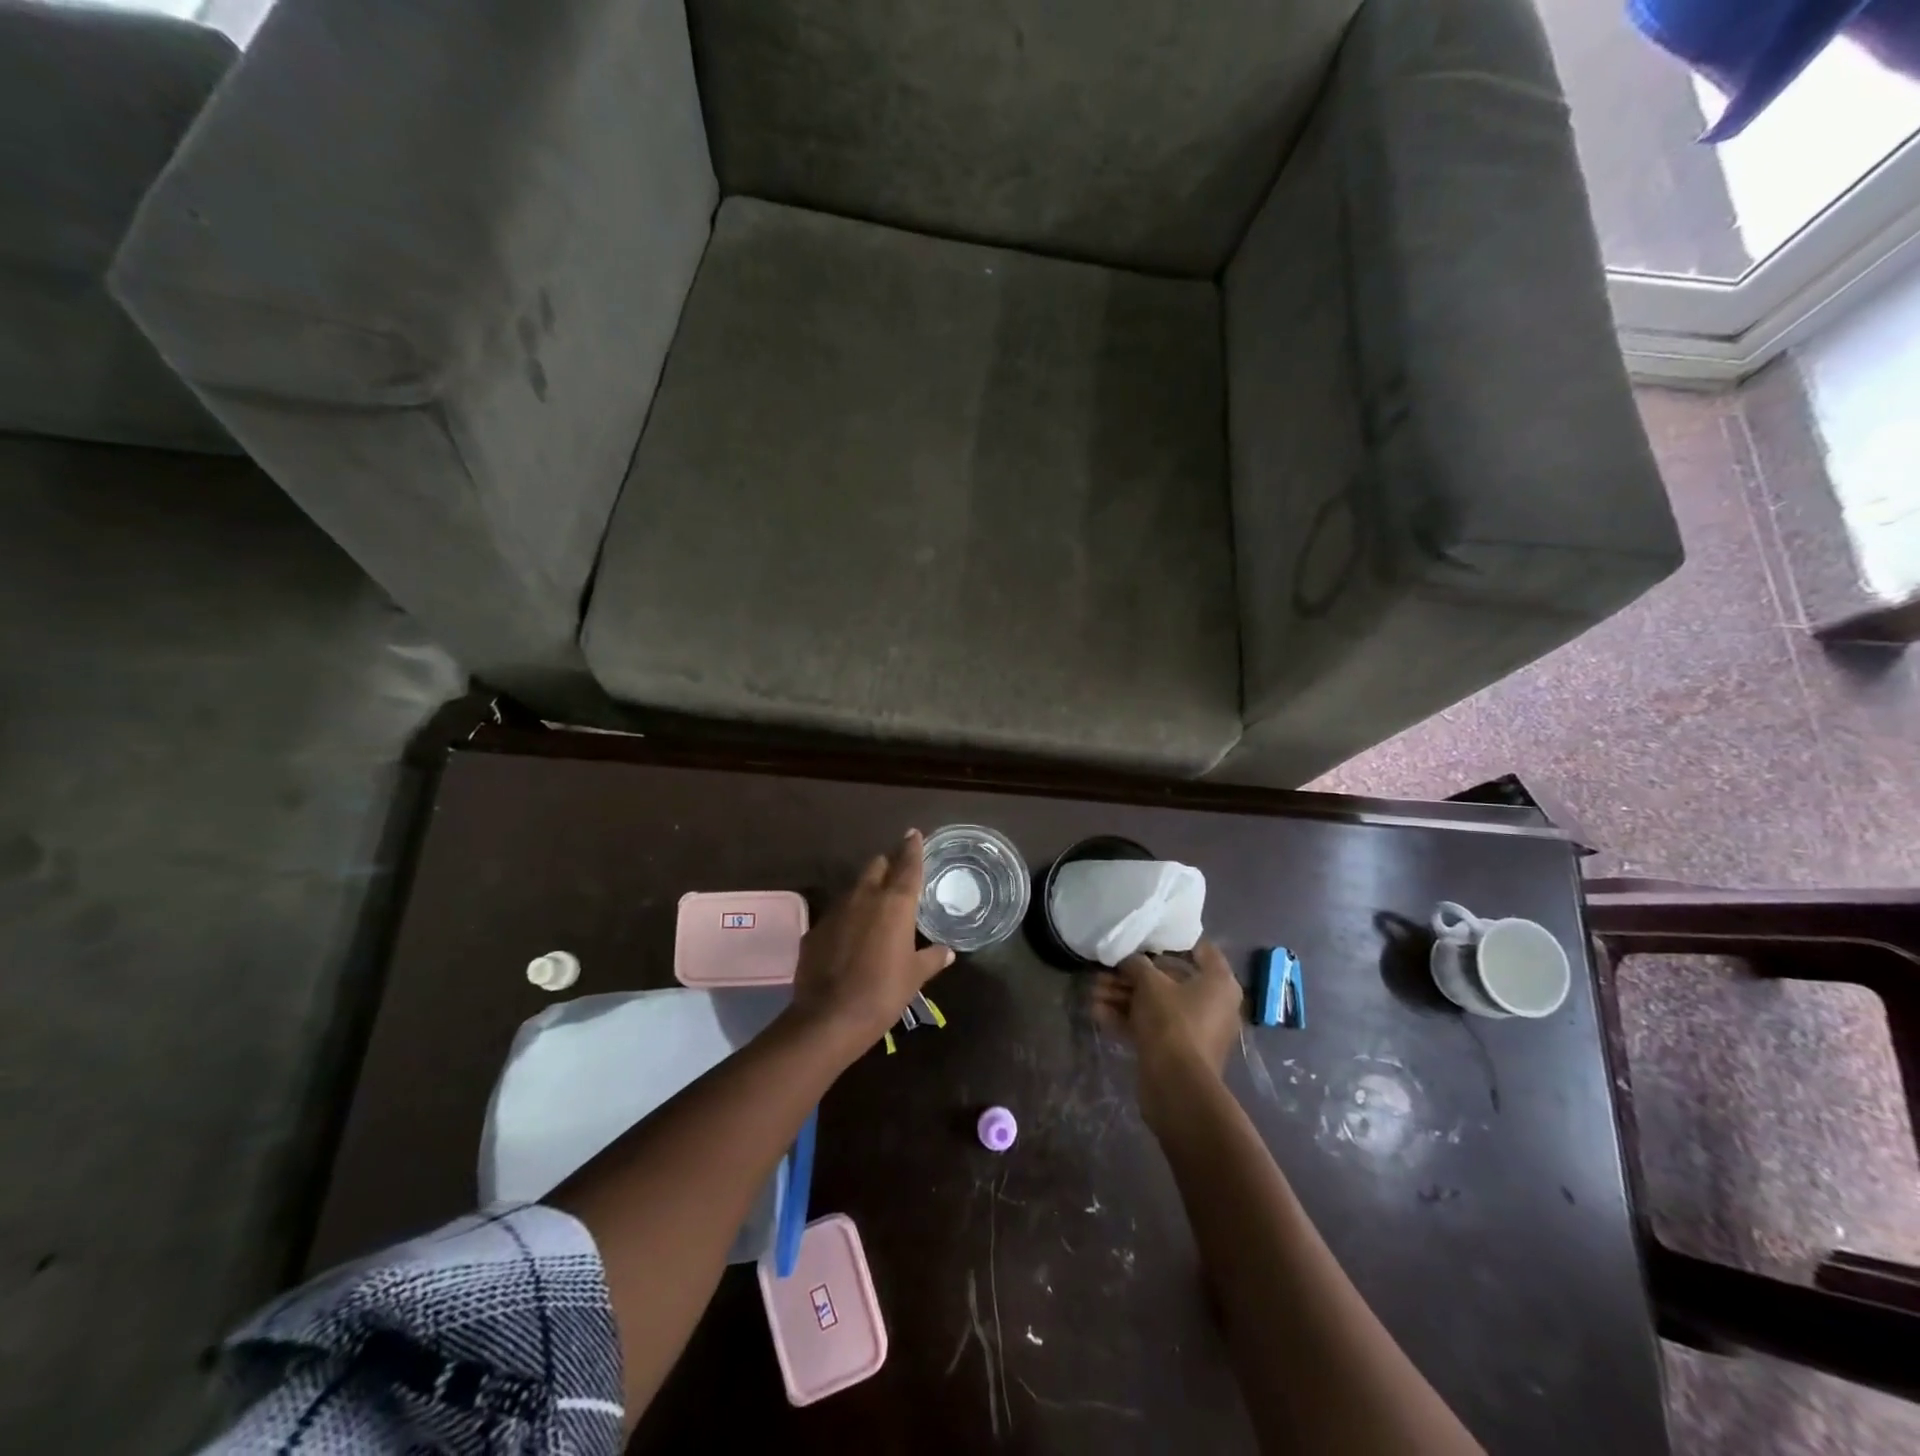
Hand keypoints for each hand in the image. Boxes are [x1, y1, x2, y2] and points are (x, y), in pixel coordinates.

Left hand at [789, 830, 953, 1051]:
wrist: (829, 1017)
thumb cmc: (883, 993)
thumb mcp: (915, 976)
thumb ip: (932, 958)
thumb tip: (947, 951)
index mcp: (895, 903)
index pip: (908, 865)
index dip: (912, 848)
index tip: (914, 834)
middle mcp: (865, 897)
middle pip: (876, 866)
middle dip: (887, 865)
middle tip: (897, 874)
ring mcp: (836, 911)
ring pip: (854, 888)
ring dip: (866, 891)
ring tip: (875, 907)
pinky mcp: (815, 929)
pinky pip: (836, 914)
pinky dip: (847, 918)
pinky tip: (851, 937)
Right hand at [1091, 942, 1243, 1125]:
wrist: (1176, 1085)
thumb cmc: (1172, 1021)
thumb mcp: (1149, 983)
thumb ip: (1137, 965)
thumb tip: (1129, 960)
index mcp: (1219, 982)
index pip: (1200, 950)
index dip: (1171, 941)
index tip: (1145, 937)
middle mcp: (1213, 1004)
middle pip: (1169, 980)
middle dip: (1133, 976)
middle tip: (1105, 971)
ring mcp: (1195, 1029)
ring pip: (1156, 1004)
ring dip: (1124, 997)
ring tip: (1093, 991)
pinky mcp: (1178, 1051)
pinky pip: (1152, 1026)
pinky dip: (1128, 1018)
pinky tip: (1097, 1013)